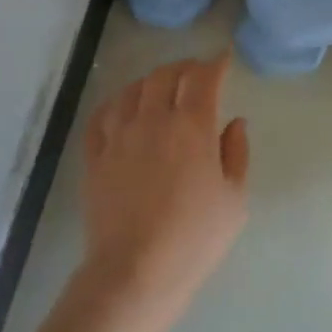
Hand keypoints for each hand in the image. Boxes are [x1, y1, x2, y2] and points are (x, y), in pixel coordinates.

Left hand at [75, 50, 250, 331]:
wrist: (136, 271)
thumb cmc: (195, 239)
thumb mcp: (234, 200)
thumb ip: (236, 154)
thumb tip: (235, 122)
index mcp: (192, 127)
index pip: (203, 79)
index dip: (215, 64)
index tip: (223, 60)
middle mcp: (153, 120)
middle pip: (165, 76)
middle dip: (184, 68)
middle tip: (196, 74)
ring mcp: (119, 136)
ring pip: (132, 90)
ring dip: (151, 82)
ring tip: (161, 88)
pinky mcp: (95, 155)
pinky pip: (102, 116)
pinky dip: (117, 104)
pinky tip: (123, 108)